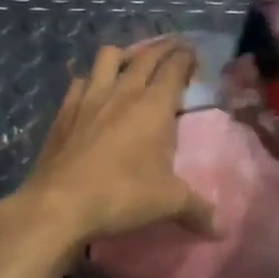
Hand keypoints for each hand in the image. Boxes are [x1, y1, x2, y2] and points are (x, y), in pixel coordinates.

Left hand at [17, 38, 214, 250]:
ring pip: (109, 57)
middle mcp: (123, 92)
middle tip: (174, 48)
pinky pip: (80, 81)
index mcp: (154, 106)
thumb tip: (220, 229)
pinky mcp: (65, 110)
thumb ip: (197, 210)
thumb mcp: (168, 204)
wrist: (58, 204)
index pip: (174, 68)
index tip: (193, 53)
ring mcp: (90, 97)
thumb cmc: (121, 196)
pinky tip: (93, 90)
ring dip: (125, 54)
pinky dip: (91, 79)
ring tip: (133, 63)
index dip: (186, 57)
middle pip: (146, 56)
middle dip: (163, 48)